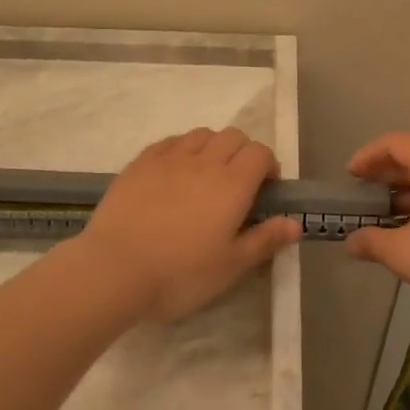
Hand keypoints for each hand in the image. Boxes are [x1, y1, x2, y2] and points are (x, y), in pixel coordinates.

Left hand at [77, 128, 300, 321]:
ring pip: (201, 134)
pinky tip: (175, 172)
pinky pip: (170, 142)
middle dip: (243, 152)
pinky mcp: (140, 163)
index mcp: (232, 184)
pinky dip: (182, 149)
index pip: (260, 153)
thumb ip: (264, 240)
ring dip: (212, 147)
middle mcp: (204, 161)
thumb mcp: (230, 267)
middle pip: (233, 136)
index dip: (268, 165)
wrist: (114, 269)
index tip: (266, 188)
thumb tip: (294, 223)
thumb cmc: (180, 274)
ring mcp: (169, 158)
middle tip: (239, 183)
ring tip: (206, 175)